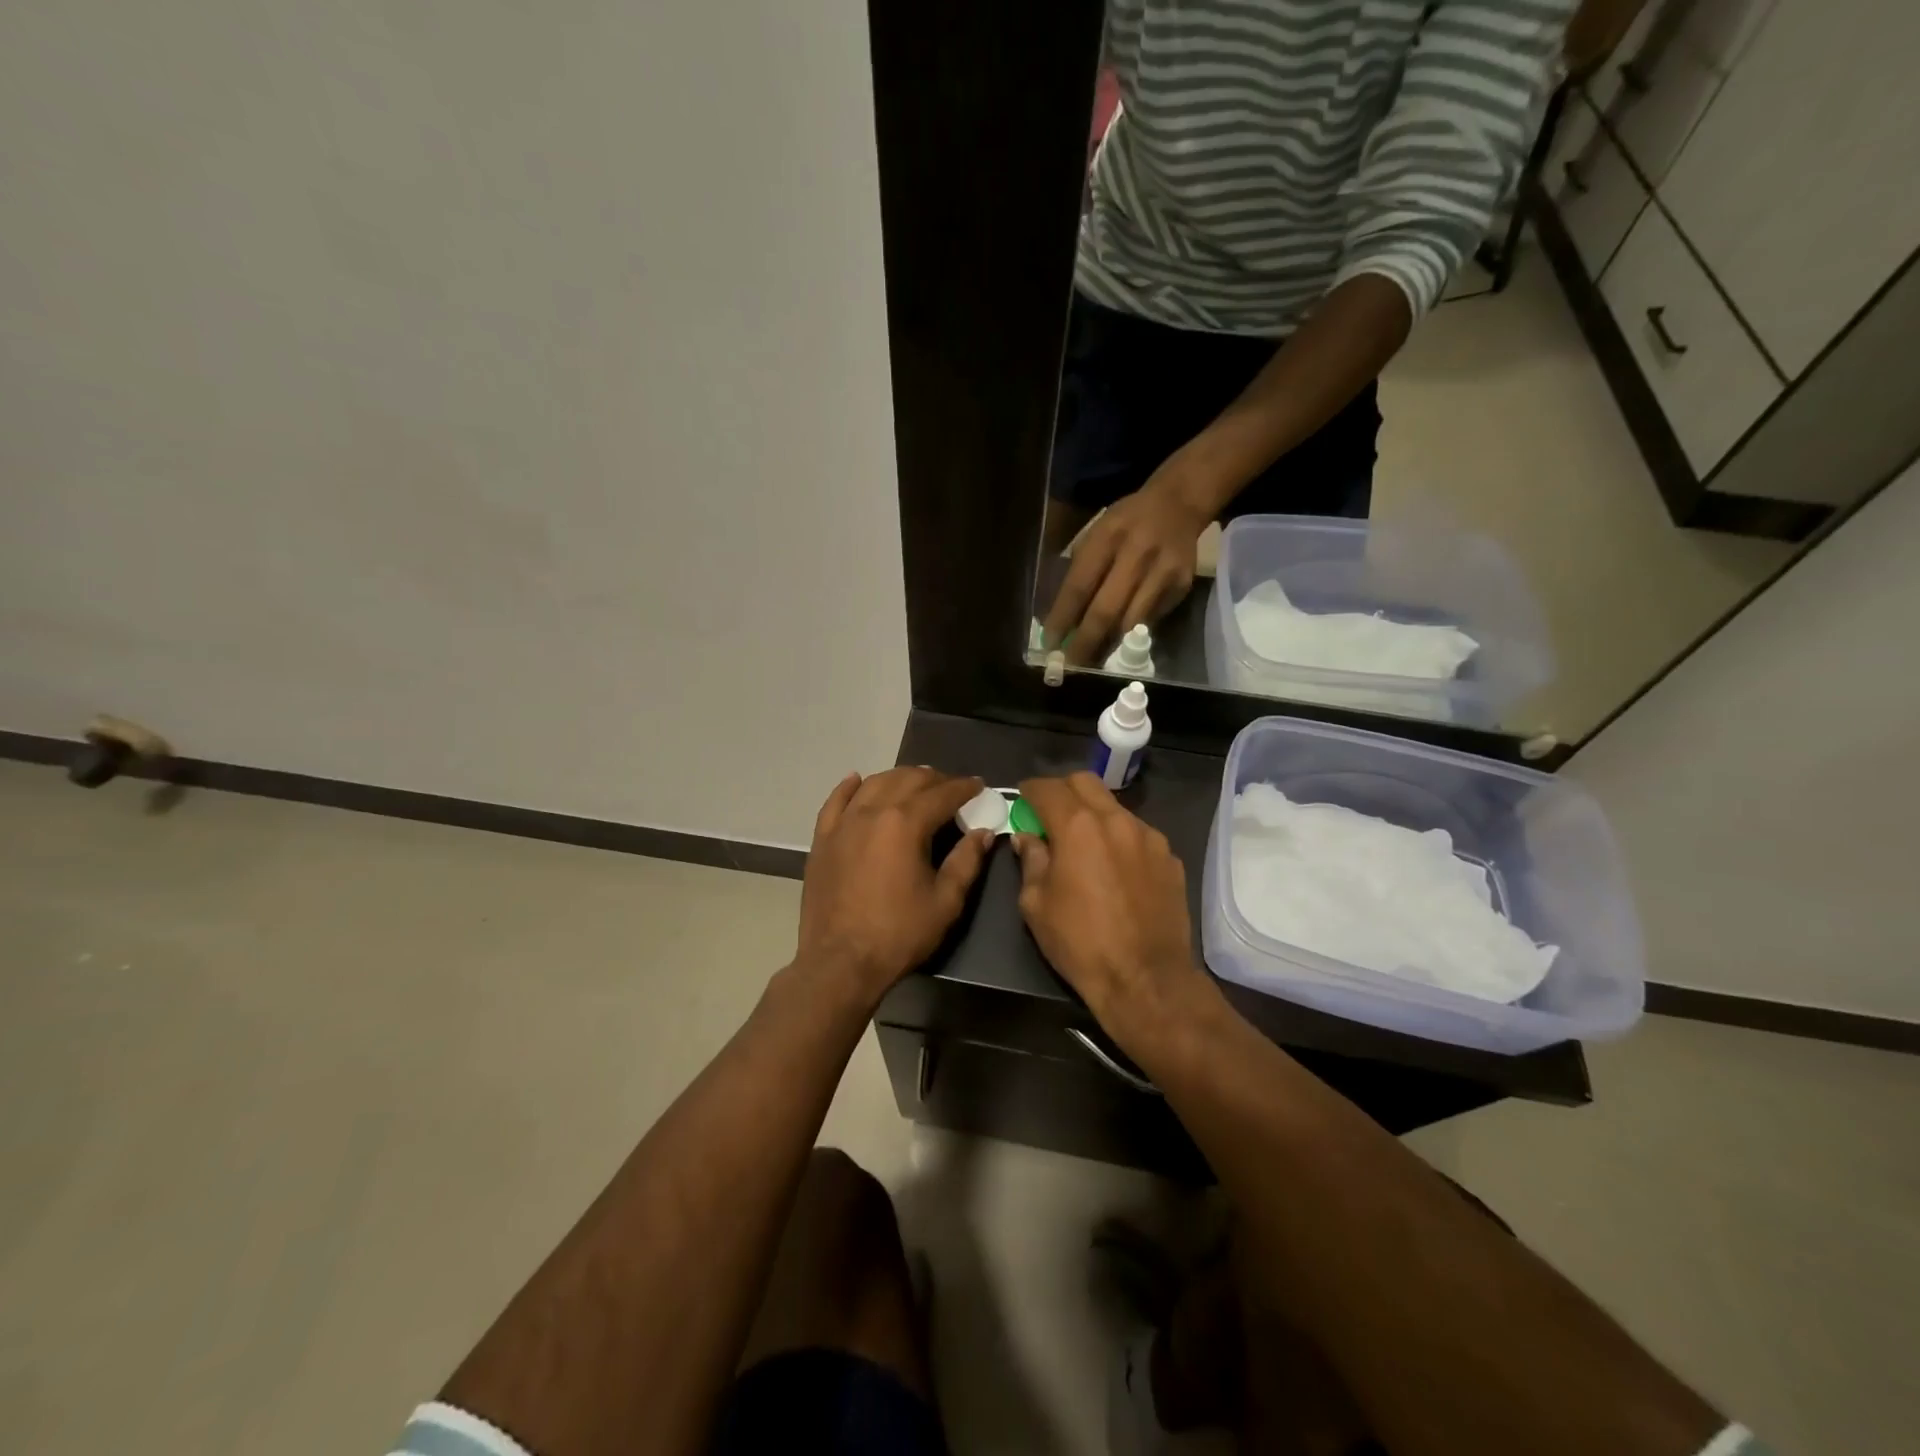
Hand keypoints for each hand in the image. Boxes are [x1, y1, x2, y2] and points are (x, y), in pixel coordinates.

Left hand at [796, 768, 995, 1001]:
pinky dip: (849, 787)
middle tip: (951, 787)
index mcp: (905, 823)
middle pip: (907, 780)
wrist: (840, 962)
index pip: (942, 794)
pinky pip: (835, 802)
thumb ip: (966, 861)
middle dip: (934, 779)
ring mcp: (843, 824)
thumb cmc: (899, 933)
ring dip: (898, 777)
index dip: (964, 787)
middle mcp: (872, 812)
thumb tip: (983, 832)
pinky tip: (857, 780)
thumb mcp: (945, 901)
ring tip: (915, 782)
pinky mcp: (822, 839)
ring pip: (873, 784)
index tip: (979, 785)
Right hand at [1011, 773, 1210, 1048]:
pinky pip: (1138, 835)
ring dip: (1094, 815)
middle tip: (1050, 815)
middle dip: (1063, 791)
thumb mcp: (1036, 904)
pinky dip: (1120, 840)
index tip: (1021, 799)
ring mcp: (1149, 838)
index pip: (1048, 788)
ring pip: (1115, 808)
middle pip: (1085, 782)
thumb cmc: (1080, 943)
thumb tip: (1028, 838)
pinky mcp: (1170, 858)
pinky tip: (1116, 871)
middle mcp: (1117, 820)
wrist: (1146, 979)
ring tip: (1085, 847)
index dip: (1029, 790)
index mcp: (1078, 827)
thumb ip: (1031, 860)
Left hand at [1043, 483, 1207, 665]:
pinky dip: (1132, 635)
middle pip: (1106, 610)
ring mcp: (1163, 572)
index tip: (1049, 644)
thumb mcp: (1097, 533)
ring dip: (1108, 647)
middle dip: (1084, 643)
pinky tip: (1120, 644)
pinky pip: (1151, 620)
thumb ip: (1080, 571)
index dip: (1062, 619)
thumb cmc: (1126, 523)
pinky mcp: (1181, 585)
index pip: (1079, 586)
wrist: (1178, 504)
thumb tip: (1061, 620)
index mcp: (1107, 537)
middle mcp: (1137, 554)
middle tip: (1070, 666)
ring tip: (1092, 663)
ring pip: (1131, 622)